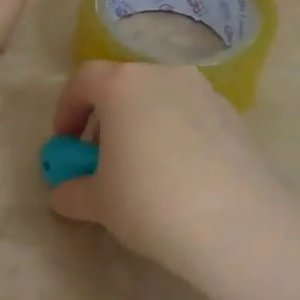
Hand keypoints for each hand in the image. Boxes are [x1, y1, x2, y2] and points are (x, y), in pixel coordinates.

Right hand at [48, 62, 285, 276]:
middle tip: (102, 158)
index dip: (67, 109)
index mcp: (123, 84)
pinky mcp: (234, 116)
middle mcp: (164, 75)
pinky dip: (177, 135)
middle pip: (124, 86)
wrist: (236, 224)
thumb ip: (72, 191)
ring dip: (144, 125)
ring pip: (161, 99)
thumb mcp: (97, 202)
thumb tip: (63, 193)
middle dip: (107, 118)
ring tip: (143, 169)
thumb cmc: (149, 201)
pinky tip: (181, 176)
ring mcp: (204, 92)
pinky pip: (192, 117)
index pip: (84, 80)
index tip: (65, 143)